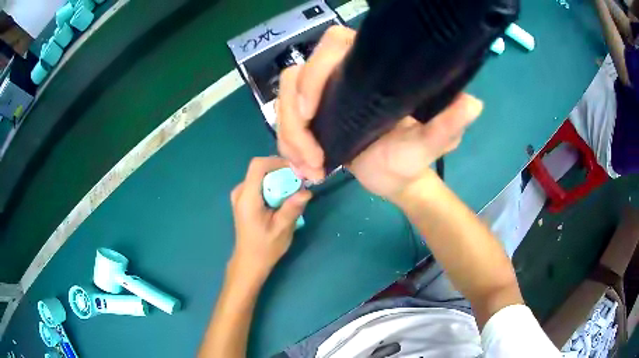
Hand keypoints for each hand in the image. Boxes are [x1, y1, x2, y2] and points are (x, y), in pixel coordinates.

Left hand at [229, 157, 310, 278]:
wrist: (249, 261)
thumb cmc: (265, 248)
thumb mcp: (282, 229)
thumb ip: (292, 208)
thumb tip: (306, 191)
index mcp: (247, 198)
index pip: (258, 165)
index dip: (278, 162)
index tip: (296, 170)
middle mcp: (240, 192)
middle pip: (260, 169)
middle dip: (281, 171)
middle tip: (299, 181)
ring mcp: (240, 195)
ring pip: (261, 175)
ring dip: (278, 178)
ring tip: (294, 189)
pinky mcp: (244, 199)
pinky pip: (259, 183)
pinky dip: (273, 185)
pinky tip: (283, 197)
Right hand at [276, 26, 482, 200]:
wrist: (394, 180)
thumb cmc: (412, 160)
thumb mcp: (428, 145)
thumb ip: (446, 125)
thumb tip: (472, 103)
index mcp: (371, 69)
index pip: (334, 44)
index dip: (315, 71)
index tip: (310, 110)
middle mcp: (343, 75)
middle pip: (296, 76)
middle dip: (293, 119)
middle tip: (311, 157)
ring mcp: (323, 95)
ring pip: (283, 101)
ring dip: (289, 138)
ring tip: (310, 169)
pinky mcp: (312, 116)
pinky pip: (284, 122)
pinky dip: (287, 147)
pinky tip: (305, 169)